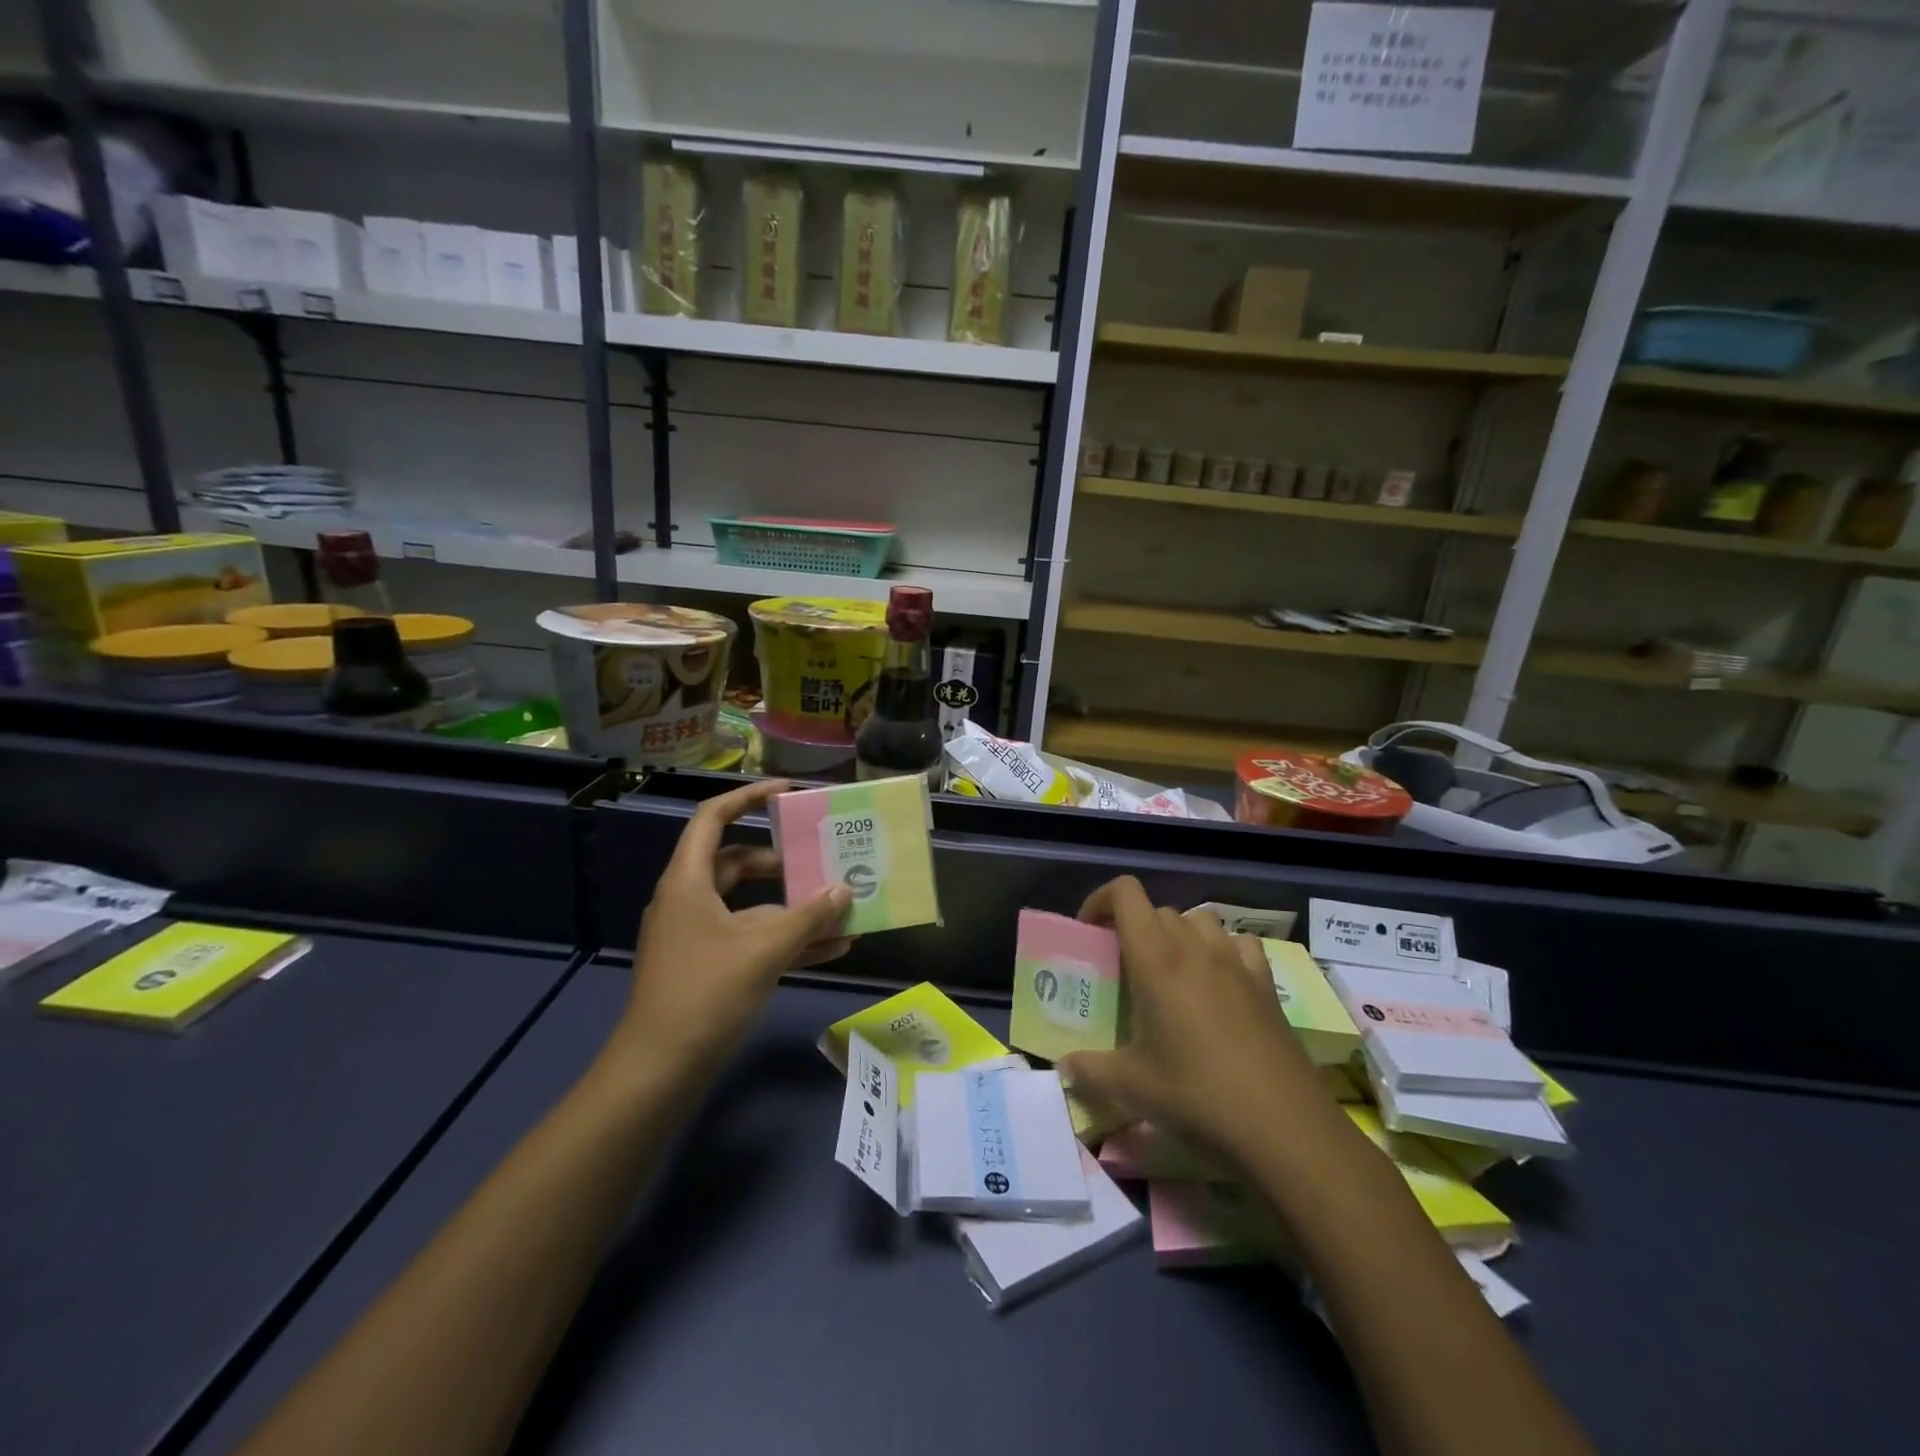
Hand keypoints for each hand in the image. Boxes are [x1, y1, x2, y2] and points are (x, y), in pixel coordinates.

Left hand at [609, 779, 851, 1081]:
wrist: (658, 1071)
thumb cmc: (705, 994)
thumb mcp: (764, 949)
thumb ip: (809, 917)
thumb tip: (846, 890)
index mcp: (689, 881)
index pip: (713, 818)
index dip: (749, 797)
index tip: (789, 793)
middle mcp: (691, 900)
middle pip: (739, 862)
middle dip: (783, 861)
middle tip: (822, 856)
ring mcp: (700, 935)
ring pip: (752, 905)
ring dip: (794, 907)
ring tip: (841, 906)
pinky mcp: (711, 966)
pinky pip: (753, 939)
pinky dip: (787, 939)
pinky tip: (832, 948)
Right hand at [1058, 877, 1333, 1164]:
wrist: (1285, 1128)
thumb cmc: (1198, 1097)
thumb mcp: (1132, 1088)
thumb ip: (1089, 1071)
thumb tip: (1064, 1067)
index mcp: (1156, 961)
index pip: (1126, 894)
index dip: (1101, 900)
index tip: (1089, 932)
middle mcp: (1196, 949)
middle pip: (1158, 910)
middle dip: (1134, 927)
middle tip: (1124, 967)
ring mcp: (1236, 963)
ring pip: (1199, 919)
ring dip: (1177, 933)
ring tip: (1169, 972)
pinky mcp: (1266, 983)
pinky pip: (1239, 943)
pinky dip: (1222, 950)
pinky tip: (1219, 982)